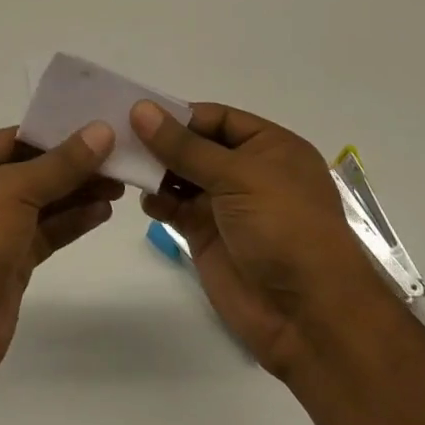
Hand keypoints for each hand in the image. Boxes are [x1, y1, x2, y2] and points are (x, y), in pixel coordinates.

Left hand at [0, 122, 120, 391]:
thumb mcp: (14, 189)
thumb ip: (61, 163)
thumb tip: (102, 131)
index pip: (14, 138)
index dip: (56, 132)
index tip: (99, 127)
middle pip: (30, 170)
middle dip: (73, 165)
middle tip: (119, 158)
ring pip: (41, 203)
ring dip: (77, 193)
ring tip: (120, 183)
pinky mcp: (8, 263)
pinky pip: (45, 233)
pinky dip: (72, 222)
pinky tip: (103, 211)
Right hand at [132, 101, 384, 378]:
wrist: (306, 315)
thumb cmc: (284, 229)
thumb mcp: (238, 177)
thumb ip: (185, 146)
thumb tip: (140, 109)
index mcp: (270, 147)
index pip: (217, 118)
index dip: (181, 115)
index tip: (138, 113)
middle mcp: (248, 171)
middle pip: (195, 145)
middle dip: (162, 141)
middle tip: (117, 135)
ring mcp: (226, 205)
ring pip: (181, 175)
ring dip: (155, 169)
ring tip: (123, 165)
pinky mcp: (207, 234)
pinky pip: (175, 207)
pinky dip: (157, 201)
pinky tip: (145, 200)